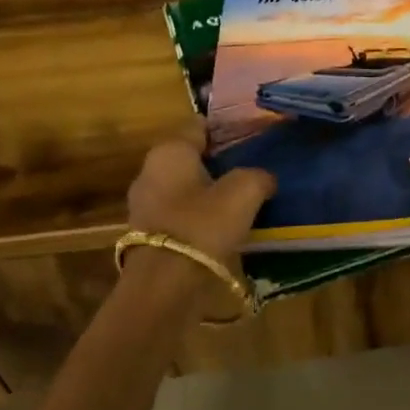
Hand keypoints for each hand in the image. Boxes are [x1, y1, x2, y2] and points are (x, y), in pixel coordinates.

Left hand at [126, 118, 275, 267]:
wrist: (167, 284)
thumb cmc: (203, 225)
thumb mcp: (244, 192)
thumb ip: (258, 176)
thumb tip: (264, 178)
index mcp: (170, 151)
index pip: (199, 125)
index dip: (227, 129)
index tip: (252, 137)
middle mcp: (150, 171)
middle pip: (191, 157)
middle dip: (219, 162)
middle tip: (252, 168)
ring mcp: (145, 204)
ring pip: (186, 187)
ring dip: (210, 191)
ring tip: (243, 199)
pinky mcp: (149, 233)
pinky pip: (181, 213)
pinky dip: (200, 215)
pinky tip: (224, 225)